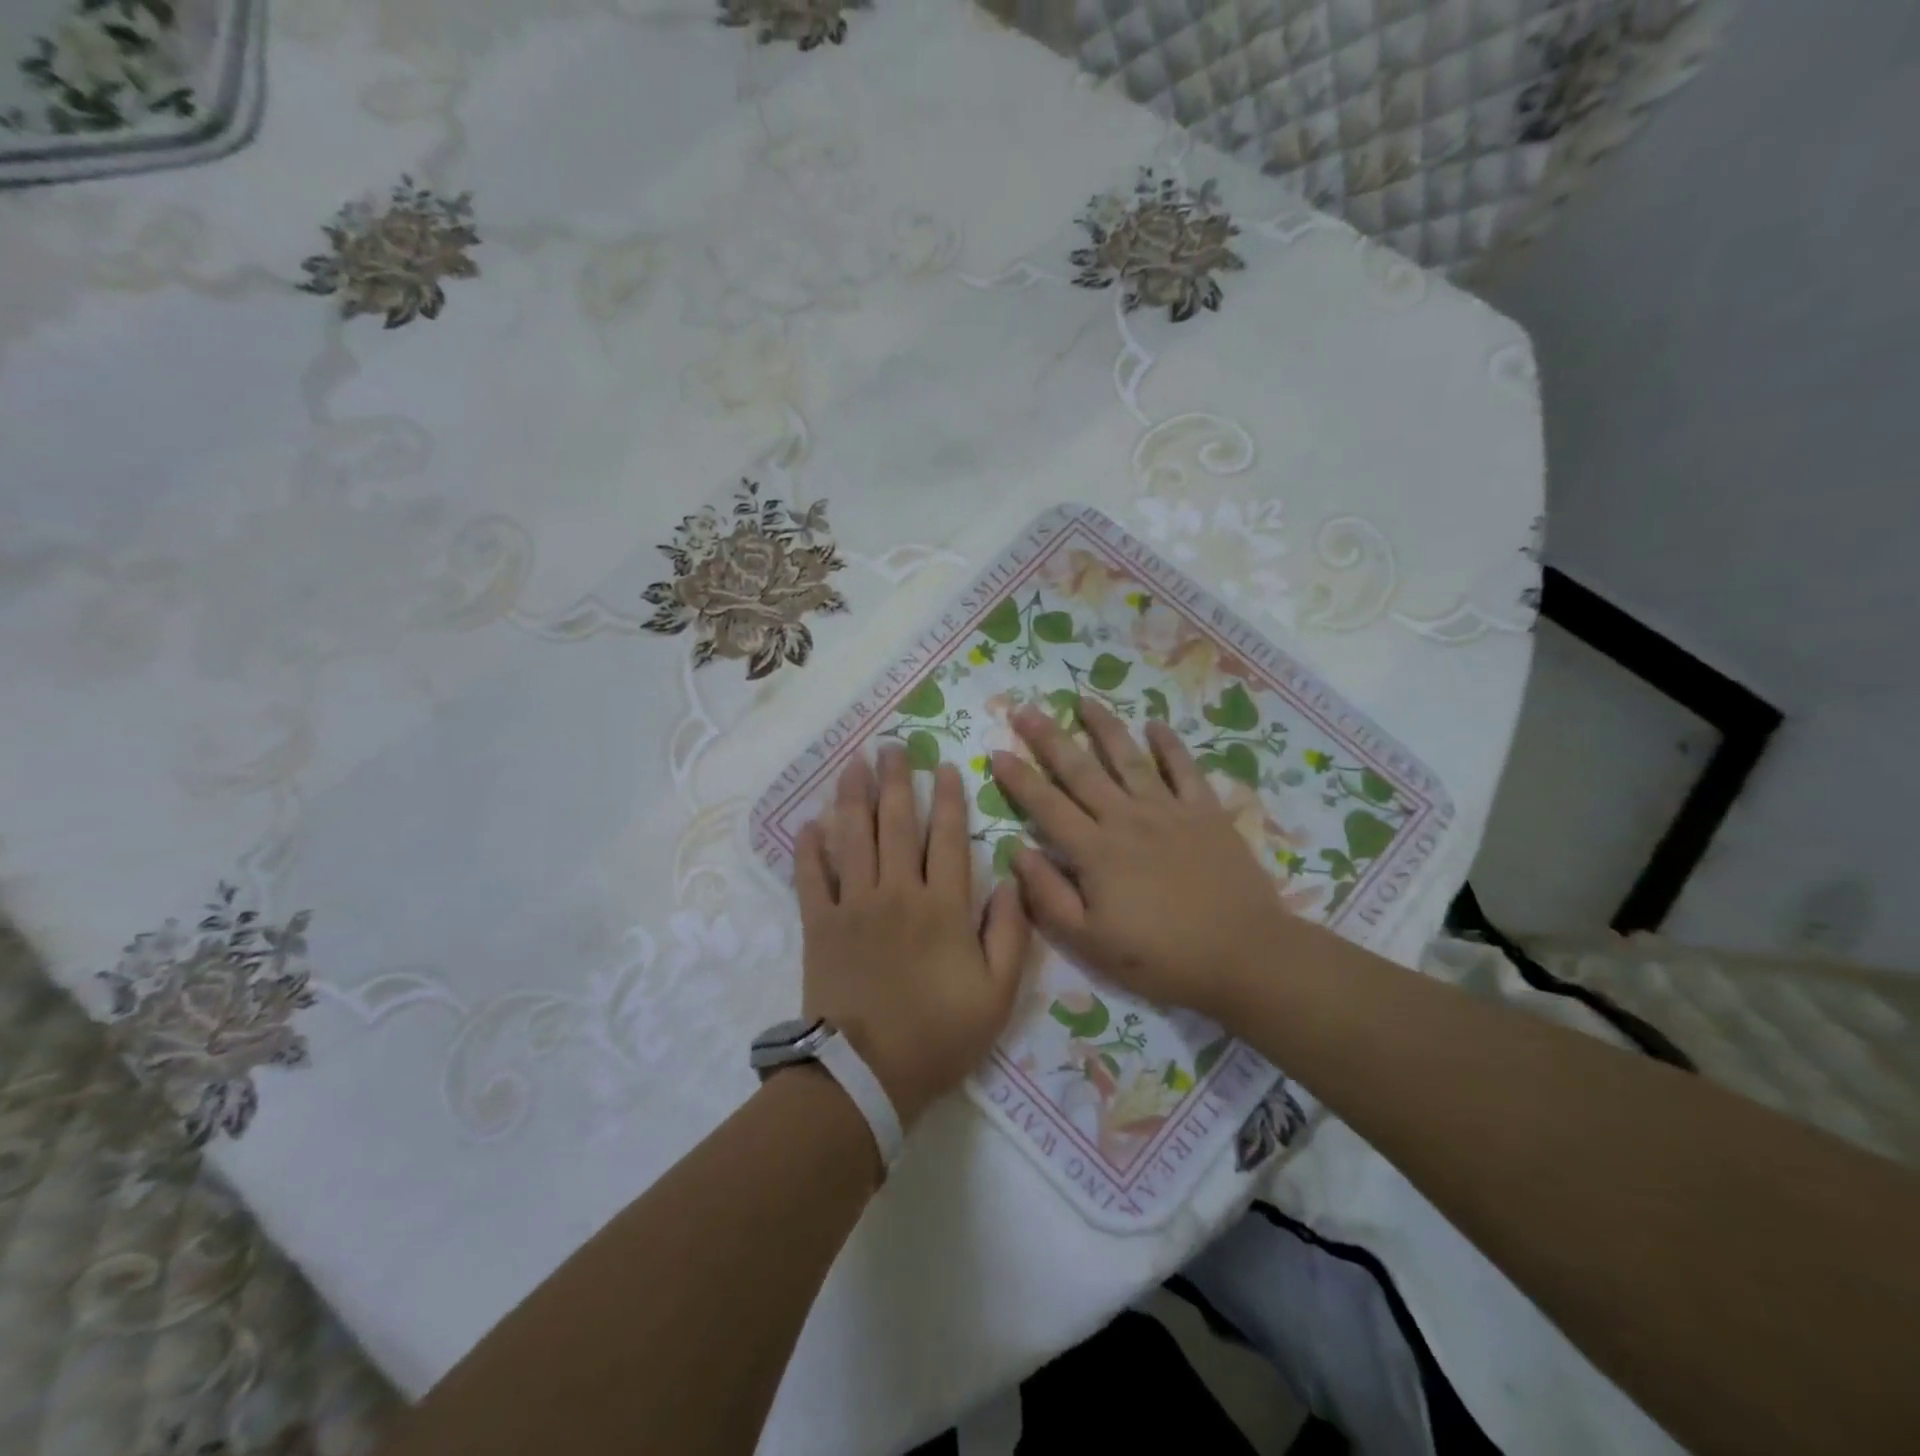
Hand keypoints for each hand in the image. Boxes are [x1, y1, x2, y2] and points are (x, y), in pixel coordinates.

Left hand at [795, 747, 1030, 1129]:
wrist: (867, 1075)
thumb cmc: (939, 1035)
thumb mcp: (998, 994)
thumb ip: (1011, 934)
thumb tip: (1013, 881)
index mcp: (943, 907)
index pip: (948, 838)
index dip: (948, 799)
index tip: (944, 766)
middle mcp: (898, 892)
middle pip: (896, 824)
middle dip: (896, 781)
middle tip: (891, 748)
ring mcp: (854, 906)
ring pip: (853, 838)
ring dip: (853, 798)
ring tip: (853, 765)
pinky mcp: (819, 924)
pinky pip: (811, 877)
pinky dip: (810, 849)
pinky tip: (810, 823)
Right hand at [990, 699, 1285, 1022]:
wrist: (1244, 955)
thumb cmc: (1161, 957)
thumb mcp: (1091, 942)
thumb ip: (1049, 896)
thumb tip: (1018, 852)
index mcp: (1095, 851)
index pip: (1046, 806)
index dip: (1019, 778)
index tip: (997, 751)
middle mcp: (1126, 819)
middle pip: (1080, 771)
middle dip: (1049, 738)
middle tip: (1025, 709)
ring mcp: (1169, 810)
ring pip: (1128, 758)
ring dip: (1104, 727)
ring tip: (1083, 700)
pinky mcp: (1206, 813)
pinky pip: (1184, 769)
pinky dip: (1169, 745)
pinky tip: (1155, 724)